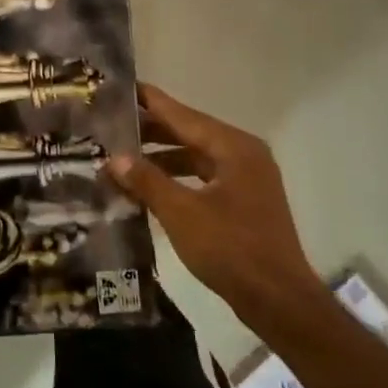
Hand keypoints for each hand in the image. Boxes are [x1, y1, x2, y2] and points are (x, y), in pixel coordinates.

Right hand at [107, 83, 325, 320]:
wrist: (277, 300)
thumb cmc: (230, 248)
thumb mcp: (181, 212)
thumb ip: (147, 180)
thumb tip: (115, 158)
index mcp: (233, 147)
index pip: (183, 114)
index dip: (150, 102)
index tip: (121, 87)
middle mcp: (243, 155)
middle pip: (189, 133)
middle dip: (151, 131)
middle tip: (110, 125)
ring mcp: (247, 179)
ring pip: (195, 157)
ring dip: (161, 158)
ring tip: (122, 158)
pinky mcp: (243, 202)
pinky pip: (203, 178)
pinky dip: (176, 179)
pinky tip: (149, 187)